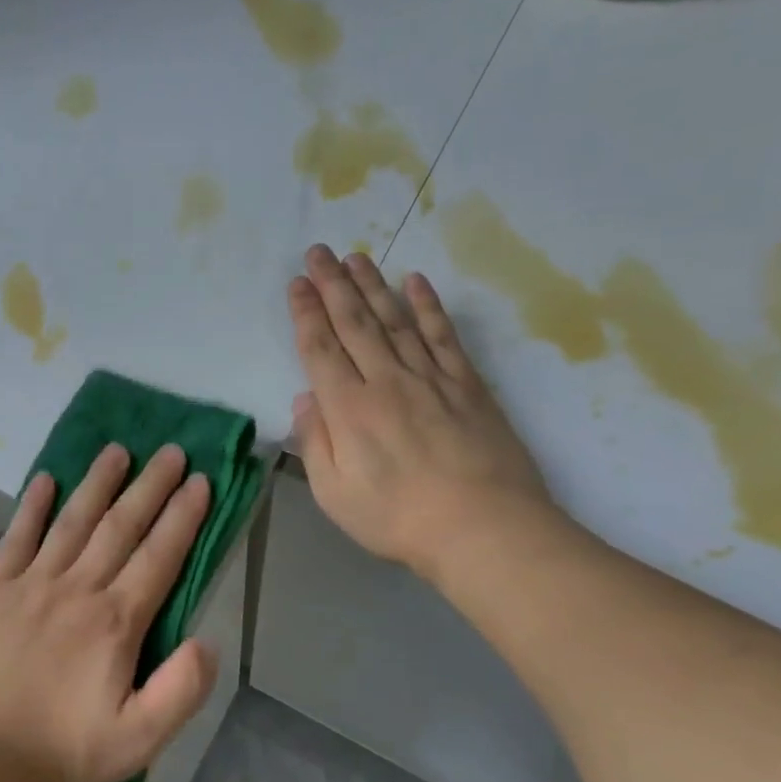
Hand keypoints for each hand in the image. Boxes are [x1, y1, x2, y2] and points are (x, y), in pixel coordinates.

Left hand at [0, 443, 217, 781]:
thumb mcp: (137, 742)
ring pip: (72, 521)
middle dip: (150, 486)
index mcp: (115, 622)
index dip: (183, 517)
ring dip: (98, 484)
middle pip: (120, 527)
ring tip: (118, 451)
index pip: (159, 557)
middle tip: (172, 451)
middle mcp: (77, 589)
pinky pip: (17, 538)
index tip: (200, 482)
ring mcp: (30, 584)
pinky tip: (45, 480)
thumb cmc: (58, 754)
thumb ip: (180, 691)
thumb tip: (208, 642)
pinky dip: (32, 507)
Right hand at [288, 245, 557, 583]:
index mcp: (349, 409)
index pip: (320, 349)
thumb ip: (315, 443)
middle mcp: (386, 381)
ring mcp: (430, 379)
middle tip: (318, 252)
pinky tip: (416, 282)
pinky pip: (443, 336)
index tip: (296, 284)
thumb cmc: (397, 519)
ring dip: (372, 285)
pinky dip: (428, 306)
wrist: (484, 529)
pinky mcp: (467, 385)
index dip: (305, 314)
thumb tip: (306, 399)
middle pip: (354, 323)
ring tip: (355, 257)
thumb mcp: (334, 494)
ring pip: (395, 320)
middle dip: (332, 285)